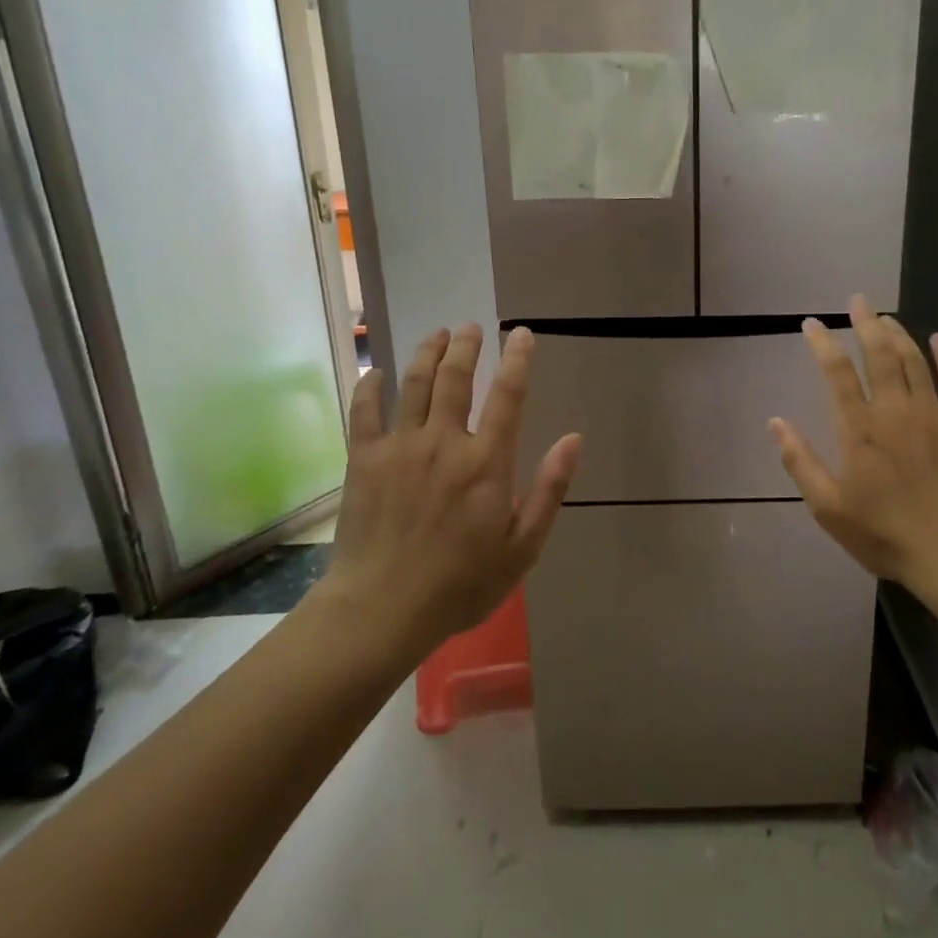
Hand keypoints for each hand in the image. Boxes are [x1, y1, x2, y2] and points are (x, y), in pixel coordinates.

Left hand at [316, 324, 580, 651]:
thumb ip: (550, 489)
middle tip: (471, 327)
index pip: (508, 395)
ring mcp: (400, 447)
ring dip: (427, 353)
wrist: (382, 610)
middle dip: (466, 346)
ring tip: (437, 334)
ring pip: (414, 384)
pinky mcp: (364, 460)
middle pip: (456, 377)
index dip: (518, 359)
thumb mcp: (523, 547)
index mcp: (487, 461)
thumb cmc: (461, 584)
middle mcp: (444, 442)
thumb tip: (573, 439)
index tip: (522, 334)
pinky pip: (365, 411)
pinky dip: (370, 386)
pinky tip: (375, 371)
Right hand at [769, 298, 937, 604]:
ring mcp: (932, 413)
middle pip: (878, 354)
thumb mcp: (828, 508)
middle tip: (857, 301)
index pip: (836, 372)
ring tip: (886, 318)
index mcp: (859, 429)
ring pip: (913, 360)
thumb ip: (800, 461)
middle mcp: (894, 410)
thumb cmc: (884, 533)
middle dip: (865, 323)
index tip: (811, 323)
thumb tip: (775, 422)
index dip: (822, 343)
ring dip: (898, 334)